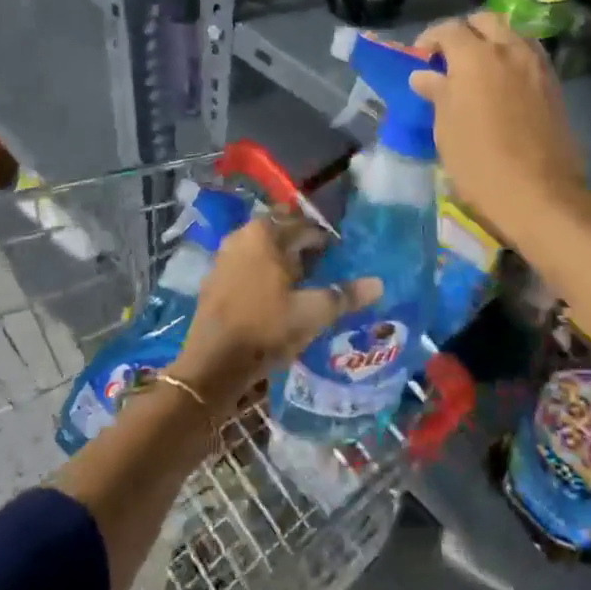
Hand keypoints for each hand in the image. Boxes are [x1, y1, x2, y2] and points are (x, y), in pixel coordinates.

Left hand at [170, 215, 380, 415]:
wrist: (212, 363)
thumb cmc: (266, 329)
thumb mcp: (312, 313)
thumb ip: (345, 296)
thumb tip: (378, 284)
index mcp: (266, 233)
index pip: (305, 226)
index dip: (325, 240)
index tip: (339, 257)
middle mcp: (242, 235)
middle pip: (281, 232)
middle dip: (302, 245)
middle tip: (323, 267)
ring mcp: (224, 256)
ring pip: (262, 248)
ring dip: (282, 258)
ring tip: (303, 282)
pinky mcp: (214, 279)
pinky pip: (247, 264)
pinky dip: (263, 271)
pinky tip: (275, 294)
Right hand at [411, 12, 588, 243]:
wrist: (539, 192)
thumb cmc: (480, 162)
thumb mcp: (446, 128)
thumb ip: (437, 93)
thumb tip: (425, 74)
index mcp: (475, 56)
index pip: (448, 29)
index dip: (430, 39)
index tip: (421, 57)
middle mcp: (508, 49)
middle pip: (484, 21)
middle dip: (465, 32)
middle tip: (451, 57)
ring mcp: (536, 64)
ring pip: (511, 34)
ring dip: (492, 41)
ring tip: (479, 69)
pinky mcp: (553, 83)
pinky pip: (529, 55)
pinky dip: (512, 58)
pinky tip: (503, 83)